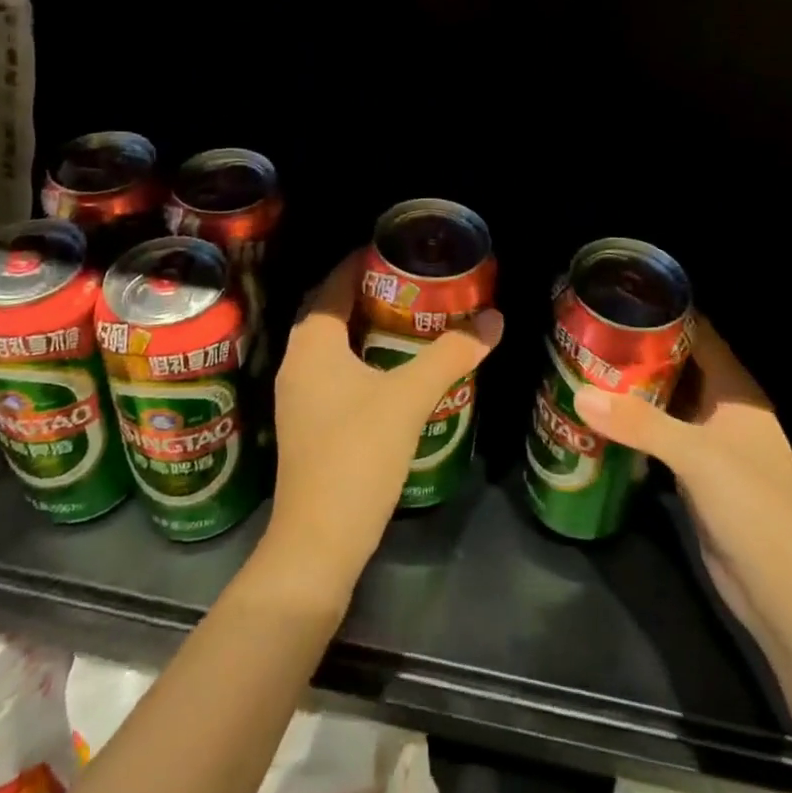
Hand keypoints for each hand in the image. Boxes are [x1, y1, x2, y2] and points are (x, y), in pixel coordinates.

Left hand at [259, 251, 503, 607]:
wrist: (318, 542)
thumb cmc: (358, 455)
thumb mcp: (410, 398)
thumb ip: (452, 354)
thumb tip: (495, 318)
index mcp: (312, 344)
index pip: (332, 284)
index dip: (360, 262)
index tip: (394, 250)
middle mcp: (296, 362)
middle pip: (330, 311)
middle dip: (367, 292)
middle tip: (411, 283)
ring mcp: (298, 396)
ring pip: (331, 344)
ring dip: (363, 326)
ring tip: (408, 318)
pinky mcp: (307, 424)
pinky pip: (332, 371)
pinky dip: (359, 357)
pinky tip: (391, 369)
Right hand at [573, 315, 791, 631]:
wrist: (783, 590)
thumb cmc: (752, 505)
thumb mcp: (695, 456)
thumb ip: (638, 424)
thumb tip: (580, 395)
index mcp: (736, 391)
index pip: (700, 335)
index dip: (665, 314)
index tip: (619, 300)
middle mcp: (724, 409)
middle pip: (679, 366)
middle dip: (639, 351)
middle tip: (591, 335)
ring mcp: (712, 443)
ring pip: (667, 403)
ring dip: (634, 390)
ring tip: (586, 368)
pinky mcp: (697, 474)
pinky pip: (661, 437)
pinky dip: (636, 426)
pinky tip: (601, 419)